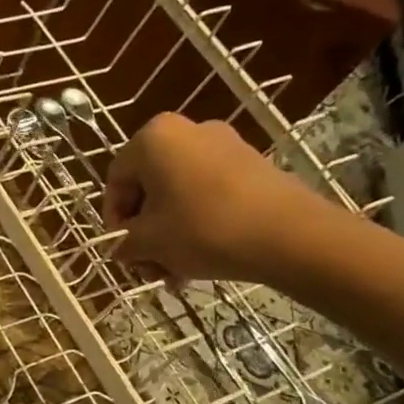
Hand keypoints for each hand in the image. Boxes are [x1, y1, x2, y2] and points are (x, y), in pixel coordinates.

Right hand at [103, 113, 333, 284]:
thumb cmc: (203, 229)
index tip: (122, 250)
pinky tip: (199, 259)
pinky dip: (197, 223)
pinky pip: (207, 193)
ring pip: (178, 194)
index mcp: (153, 139)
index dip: (114, 220)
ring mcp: (223, 145)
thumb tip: (120, 247)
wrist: (289, 234)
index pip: (116, 181)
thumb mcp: (149, 242)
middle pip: (149, 188)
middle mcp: (186, 131)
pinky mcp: (250, 164)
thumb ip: (123, 242)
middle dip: (144, 231)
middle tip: (147, 266)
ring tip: (174, 272)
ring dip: (169, 234)